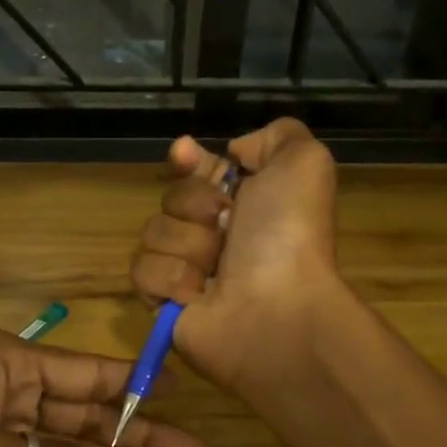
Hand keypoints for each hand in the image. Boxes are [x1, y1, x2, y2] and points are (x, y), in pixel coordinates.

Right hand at [130, 118, 342, 392]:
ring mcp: (187, 270)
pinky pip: (142, 271)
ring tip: (216, 270)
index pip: (198, 170)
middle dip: (195, 206)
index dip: (187, 160)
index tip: (184, 153)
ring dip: (187, 245)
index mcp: (246, 203)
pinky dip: (171, 279)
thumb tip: (236, 152)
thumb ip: (276, 137)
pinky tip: (198, 294)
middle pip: (171, 197)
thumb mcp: (304, 164)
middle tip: (227, 227)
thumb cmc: (289, 236)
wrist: (276, 310)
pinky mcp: (164, 304)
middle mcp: (216, 235)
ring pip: (153, 232)